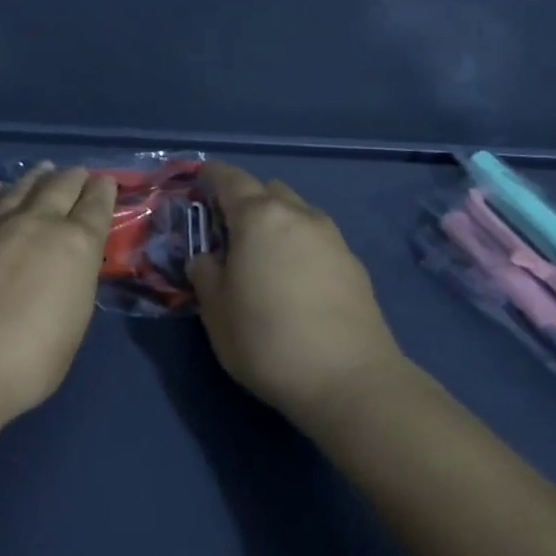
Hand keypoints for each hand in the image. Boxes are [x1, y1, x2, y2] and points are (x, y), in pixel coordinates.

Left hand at [0, 163, 118, 419]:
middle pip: (61, 186)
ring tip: (43, 171)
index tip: (105, 182)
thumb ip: (73, 283)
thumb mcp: (74, 321)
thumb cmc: (30, 358)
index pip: (96, 206)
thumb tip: (66, 268)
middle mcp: (38, 222)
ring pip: (21, 187)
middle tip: (78, 174)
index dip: (103, 191)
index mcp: (76, 245)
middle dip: (73, 177)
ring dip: (37, 178)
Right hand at [187, 163, 404, 421]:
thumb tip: (206, 258)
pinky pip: (318, 240)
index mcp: (258, 217)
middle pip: (268, 190)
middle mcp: (298, 215)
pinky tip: (296, 282)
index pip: (230, 178)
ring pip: (297, 213)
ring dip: (277, 222)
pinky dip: (301, 246)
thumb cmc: (267, 340)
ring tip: (264, 258)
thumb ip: (205, 275)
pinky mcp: (355, 266)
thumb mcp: (216, 312)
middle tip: (229, 230)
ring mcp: (332, 238)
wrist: (350, 380)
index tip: (200, 179)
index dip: (212, 175)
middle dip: (247, 199)